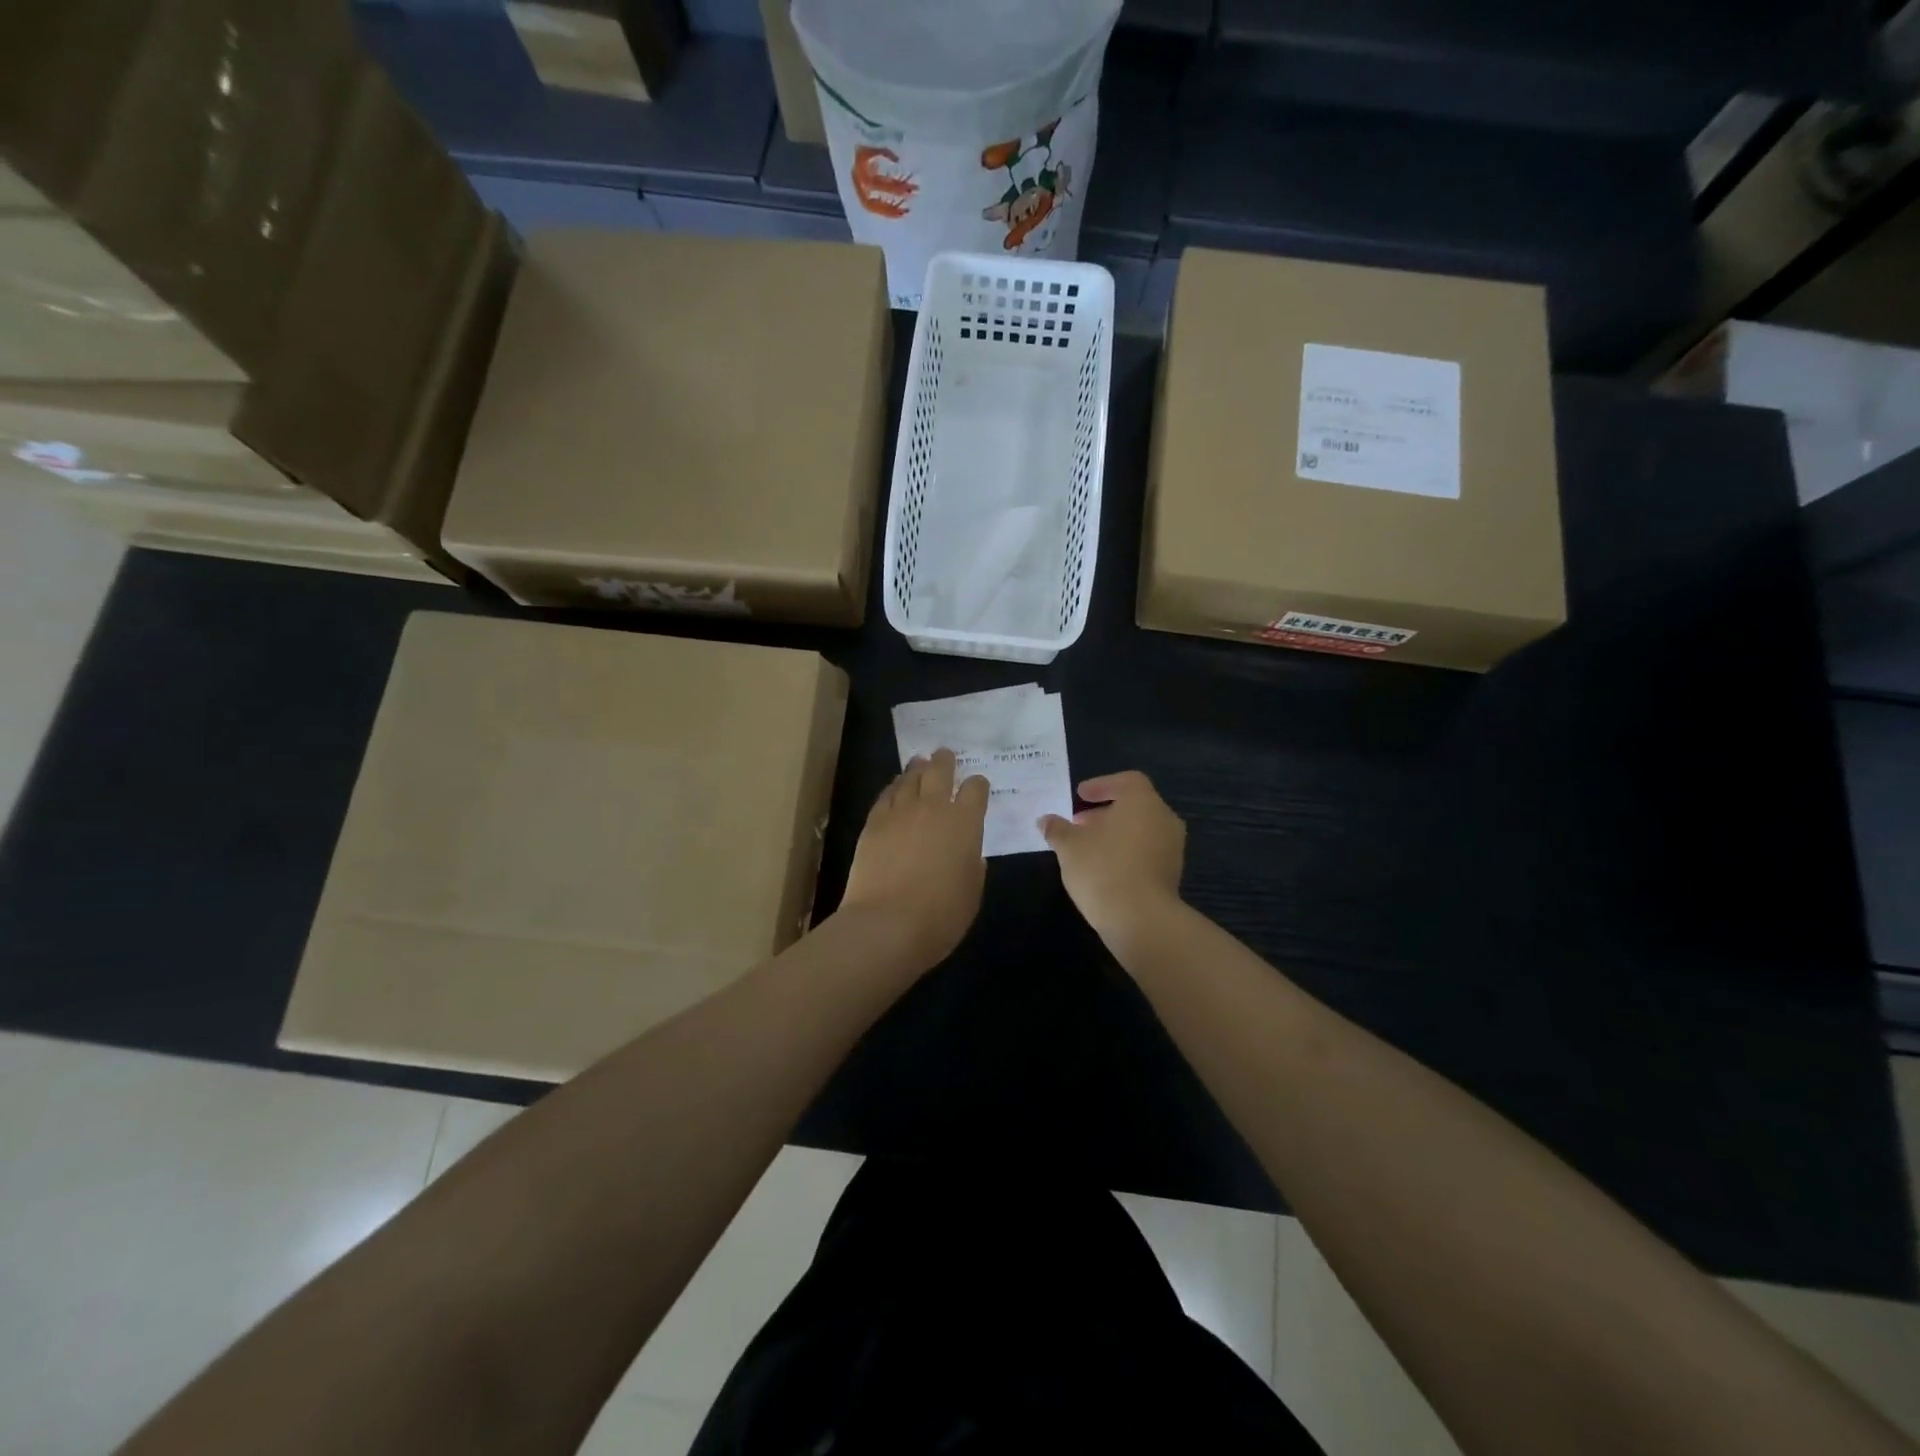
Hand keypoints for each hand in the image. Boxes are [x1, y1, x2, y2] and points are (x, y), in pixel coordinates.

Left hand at [839, 749, 988, 970]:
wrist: (887, 925)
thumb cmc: (940, 916)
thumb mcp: (971, 893)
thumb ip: (973, 867)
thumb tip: (969, 854)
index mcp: (965, 823)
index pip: (976, 789)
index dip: (978, 785)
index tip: (977, 786)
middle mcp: (934, 808)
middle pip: (940, 771)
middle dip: (944, 761)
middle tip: (944, 755)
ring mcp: (900, 813)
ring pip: (909, 778)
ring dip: (917, 769)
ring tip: (919, 764)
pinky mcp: (873, 824)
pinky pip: (885, 795)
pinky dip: (893, 788)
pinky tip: (895, 788)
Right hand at [1040, 771, 1185, 943]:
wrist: (1141, 919)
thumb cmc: (1103, 869)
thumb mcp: (1069, 846)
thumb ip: (1057, 829)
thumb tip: (1046, 820)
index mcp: (1142, 801)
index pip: (1126, 781)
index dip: (1101, 785)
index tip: (1080, 795)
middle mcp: (1163, 818)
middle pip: (1134, 806)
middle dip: (1105, 812)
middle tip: (1079, 822)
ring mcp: (1172, 847)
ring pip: (1141, 830)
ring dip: (1116, 833)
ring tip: (1087, 847)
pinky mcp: (1172, 873)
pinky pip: (1147, 852)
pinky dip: (1127, 852)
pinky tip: (1104, 868)